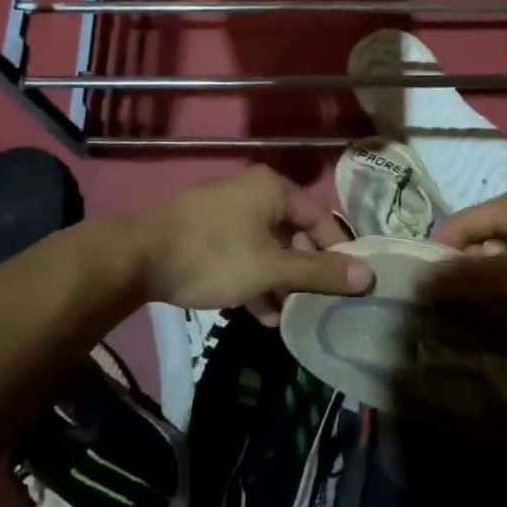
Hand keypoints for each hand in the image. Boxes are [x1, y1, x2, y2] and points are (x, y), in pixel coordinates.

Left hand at [132, 168, 372, 313]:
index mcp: (273, 189)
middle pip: (294, 233)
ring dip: (280, 281)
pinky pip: (244, 252)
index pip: (321, 218)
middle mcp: (253, 192)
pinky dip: (255, 278)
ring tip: (289, 317)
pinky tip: (259, 314)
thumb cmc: (213, 256)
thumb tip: (369, 276)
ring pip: (268, 247)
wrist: (137, 258)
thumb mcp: (271, 268)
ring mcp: (227, 211)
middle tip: (317, 304)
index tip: (350, 285)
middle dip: (305, 272)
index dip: (338, 252)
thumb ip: (319, 272)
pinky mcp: (206, 231)